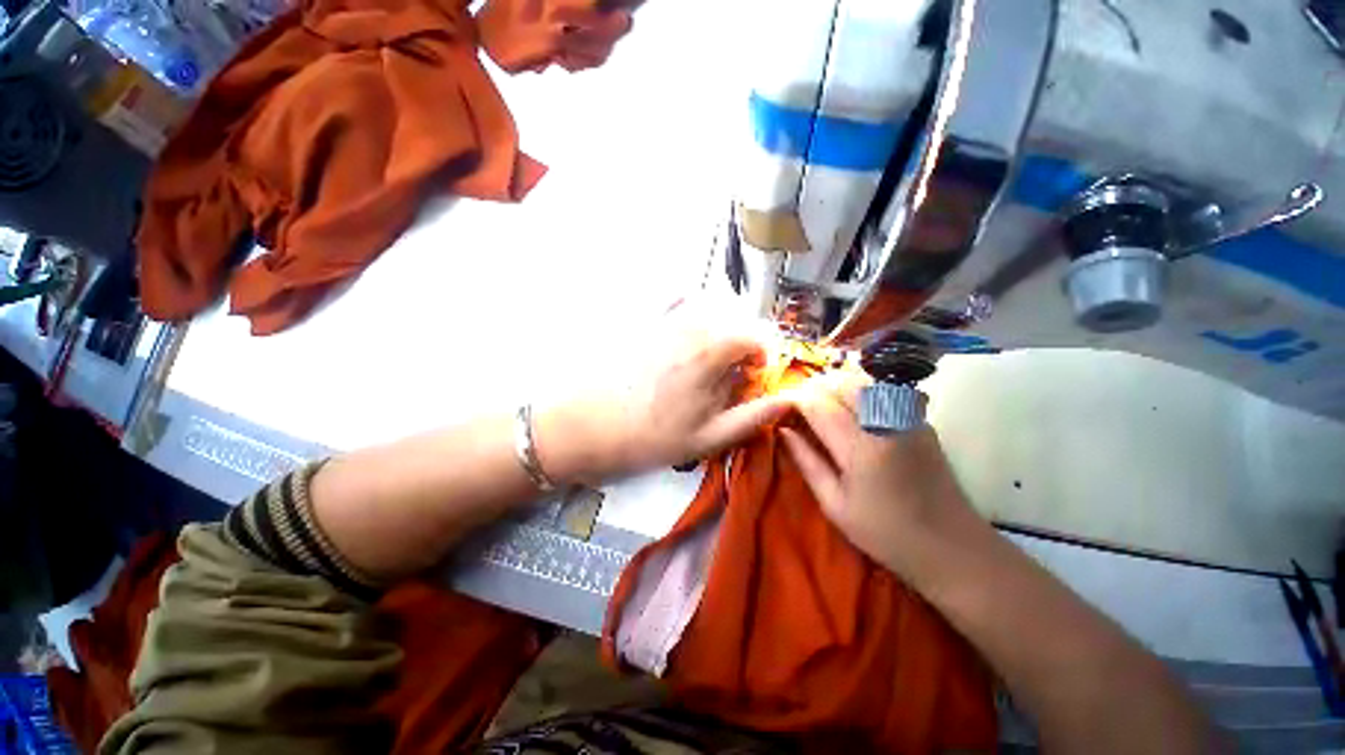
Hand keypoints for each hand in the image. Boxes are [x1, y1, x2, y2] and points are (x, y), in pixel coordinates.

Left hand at [539, 302, 792, 483]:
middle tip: (729, 373)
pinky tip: (681, 330)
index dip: (762, 355)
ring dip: (717, 329)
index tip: (753, 376)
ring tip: (704, 359)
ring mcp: (663, 318)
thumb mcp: (707, 438)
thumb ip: (752, 416)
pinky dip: (687, 307)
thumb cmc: (649, 437)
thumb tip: (788, 401)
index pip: (756, 335)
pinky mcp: (641, 320)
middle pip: (734, 320)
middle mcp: (691, 325)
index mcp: (711, 350)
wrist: (585, 426)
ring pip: (707, 309)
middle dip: (741, 343)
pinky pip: (674, 300)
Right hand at [780, 372, 973, 573]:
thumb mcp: (835, 505)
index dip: (795, 399)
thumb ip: (807, 462)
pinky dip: (858, 391)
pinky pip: (882, 391)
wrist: (952, 547)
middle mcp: (886, 424)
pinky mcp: (920, 420)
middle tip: (798, 404)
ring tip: (821, 403)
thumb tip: (784, 431)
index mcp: (862, 449)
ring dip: (836, 385)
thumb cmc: (885, 533)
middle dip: (814, 387)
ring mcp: (908, 418)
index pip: (819, 405)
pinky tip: (850, 409)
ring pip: (863, 381)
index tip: (779, 404)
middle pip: (842, 383)